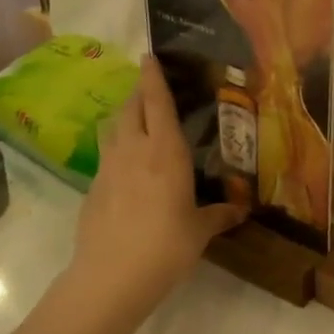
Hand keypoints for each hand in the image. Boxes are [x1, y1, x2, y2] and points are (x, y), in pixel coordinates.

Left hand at [70, 56, 243, 314]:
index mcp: (165, 152)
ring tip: (138, 120)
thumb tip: (241, 210)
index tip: (149, 56)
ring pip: (113, 128)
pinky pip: (106, 155)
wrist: (110, 277)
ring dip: (125, 116)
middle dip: (139, 92)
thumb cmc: (165, 247)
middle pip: (130, 107)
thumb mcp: (200, 231)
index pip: (157, 103)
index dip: (154, 77)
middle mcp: (134, 150)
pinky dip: (117, 148)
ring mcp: (108, 168)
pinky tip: (128, 168)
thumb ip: (219, 215)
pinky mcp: (93, 188)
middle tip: (151, 88)